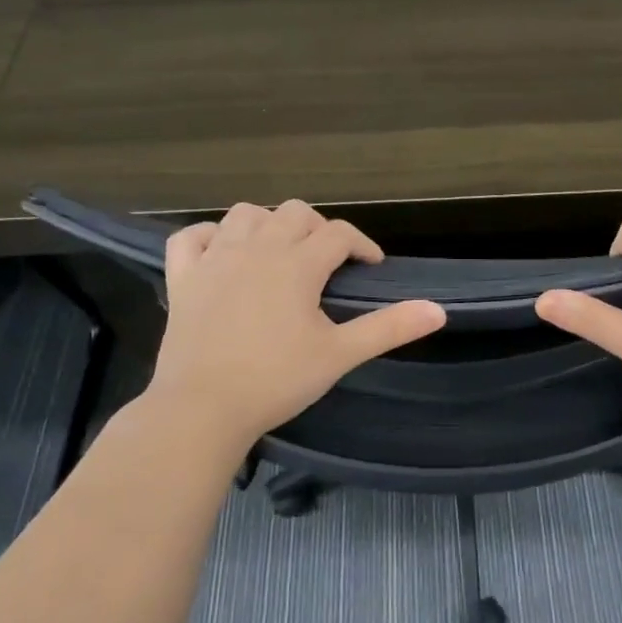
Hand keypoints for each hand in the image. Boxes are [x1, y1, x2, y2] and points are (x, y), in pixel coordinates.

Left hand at [146, 200, 444, 450]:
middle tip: (327, 263)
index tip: (372, 266)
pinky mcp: (183, 277)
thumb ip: (389, 327)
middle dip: (317, 229)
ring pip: (245, 214)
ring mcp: (214, 259)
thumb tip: (438, 310)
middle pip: (294, 213)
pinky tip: (221, 252)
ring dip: (268, 223)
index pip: (339, 234)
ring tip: (278, 252)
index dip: (361, 245)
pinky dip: (209, 236)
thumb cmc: (276, 381)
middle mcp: (256, 248)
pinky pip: (191, 237)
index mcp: (297, 263)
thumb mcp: (340, 354)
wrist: (202, 409)